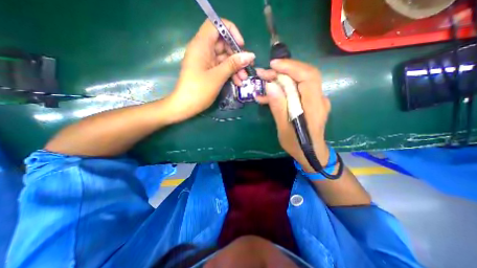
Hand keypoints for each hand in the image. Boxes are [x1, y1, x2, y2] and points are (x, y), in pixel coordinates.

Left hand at [168, 17, 256, 122]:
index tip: (241, 45)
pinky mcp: (208, 71)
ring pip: (225, 58)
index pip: (216, 25)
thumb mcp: (218, 76)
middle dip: (237, 56)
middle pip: (223, 44)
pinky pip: (222, 67)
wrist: (185, 106)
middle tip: (248, 67)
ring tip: (244, 79)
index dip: (230, 32)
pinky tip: (238, 82)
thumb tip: (250, 55)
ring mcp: (206, 61)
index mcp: (201, 45)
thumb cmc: (199, 90)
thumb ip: (233, 64)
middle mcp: (203, 50)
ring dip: (236, 67)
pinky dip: (230, 73)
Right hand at [257, 58, 331, 170]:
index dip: (291, 67)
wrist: (311, 153)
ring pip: (300, 81)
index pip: (307, 77)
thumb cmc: (297, 145)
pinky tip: (269, 94)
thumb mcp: (284, 129)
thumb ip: (279, 107)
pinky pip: (297, 90)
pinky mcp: (310, 102)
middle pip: (304, 75)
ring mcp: (315, 100)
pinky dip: (284, 89)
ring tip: (264, 83)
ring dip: (281, 79)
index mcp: (314, 107)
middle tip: (264, 74)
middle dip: (283, 71)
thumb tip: (271, 85)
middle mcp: (318, 99)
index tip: (273, 65)